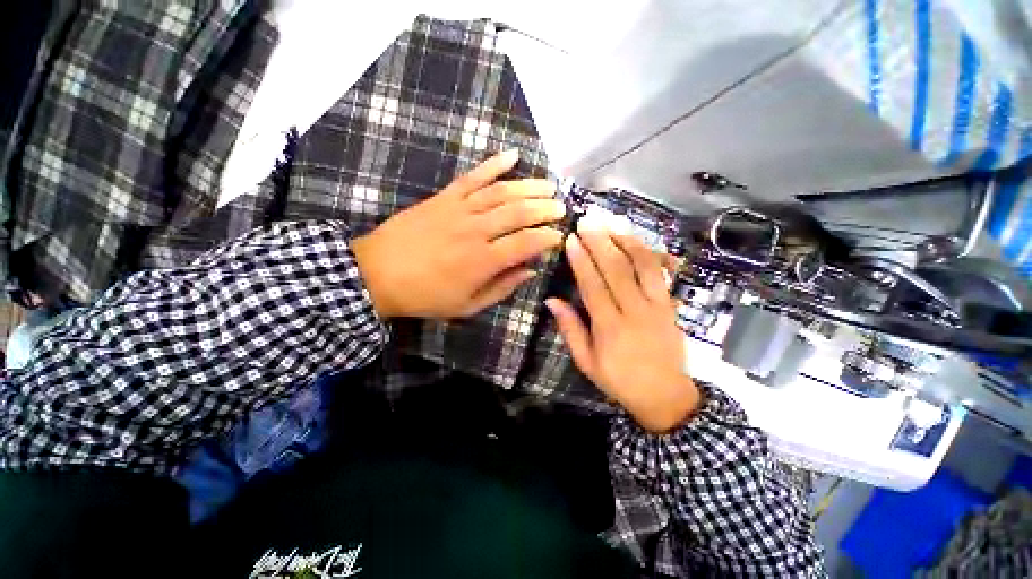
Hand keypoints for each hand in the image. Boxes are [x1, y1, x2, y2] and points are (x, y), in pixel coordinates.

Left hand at [352, 149, 564, 318]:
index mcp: (483, 261)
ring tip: (549, 185)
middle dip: (545, 208)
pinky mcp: (444, 197)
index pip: (526, 243)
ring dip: (529, 186)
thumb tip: (529, 271)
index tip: (559, 236)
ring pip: (502, 192)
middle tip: (561, 207)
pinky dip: (493, 164)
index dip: (547, 238)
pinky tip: (512, 155)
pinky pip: (473, 176)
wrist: (377, 274)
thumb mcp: (467, 305)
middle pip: (519, 213)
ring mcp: (459, 210)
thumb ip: (501, 288)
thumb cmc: (426, 295)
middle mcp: (476, 231)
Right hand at [545, 228, 699, 432]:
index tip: (571, 239)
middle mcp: (636, 311)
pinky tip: (636, 241)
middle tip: (587, 221)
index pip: (593, 285)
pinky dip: (648, 253)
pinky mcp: (671, 305)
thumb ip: (570, 329)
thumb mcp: (586, 362)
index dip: (581, 260)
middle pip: (617, 269)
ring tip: (611, 223)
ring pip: (644, 265)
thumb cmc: (619, 380)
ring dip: (626, 240)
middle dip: (600, 242)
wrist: (665, 396)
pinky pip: (661, 273)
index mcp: (610, 327)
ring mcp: (658, 306)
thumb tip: (551, 301)